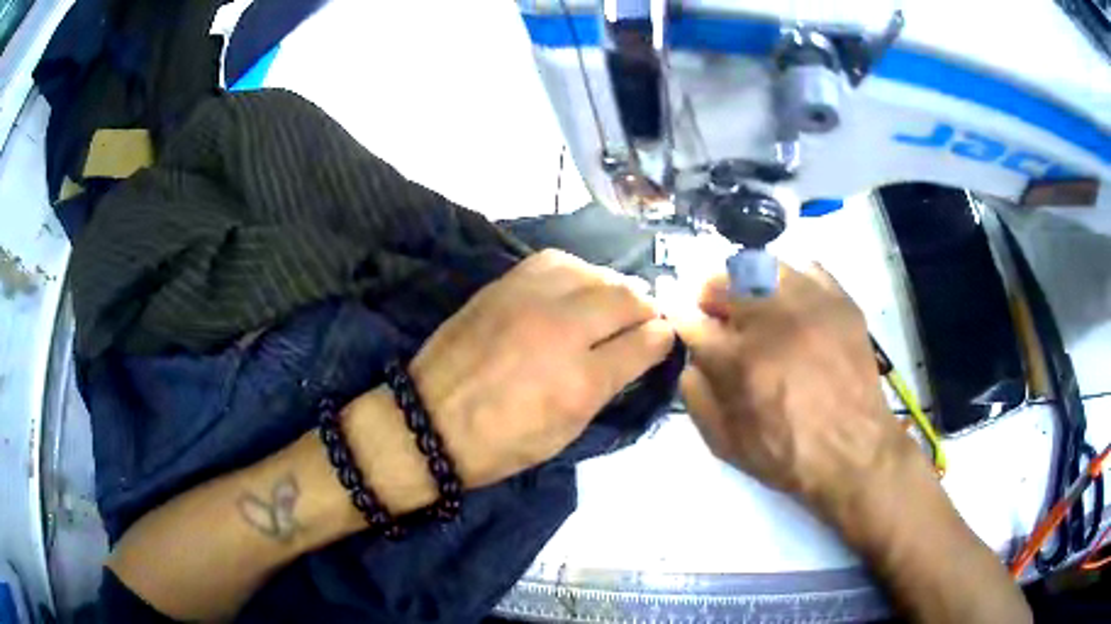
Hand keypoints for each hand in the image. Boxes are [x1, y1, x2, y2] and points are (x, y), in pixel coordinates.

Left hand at [410, 249, 674, 488]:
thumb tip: (639, 351)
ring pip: (593, 272)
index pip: (643, 344)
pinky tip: (576, 285)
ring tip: (612, 301)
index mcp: (580, 382)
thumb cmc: (501, 443)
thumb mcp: (566, 432)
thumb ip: (607, 386)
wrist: (429, 420)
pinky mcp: (503, 285)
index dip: (662, 338)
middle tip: (644, 318)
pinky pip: (555, 261)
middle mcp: (561, 331)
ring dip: (612, 285)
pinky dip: (576, 271)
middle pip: (624, 297)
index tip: (664, 336)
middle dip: (645, 307)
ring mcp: (529, 301)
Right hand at [673, 264, 918, 516]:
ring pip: (763, 265)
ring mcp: (810, 305)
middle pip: (723, 280)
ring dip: (747, 281)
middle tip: (716, 312)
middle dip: (710, 294)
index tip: (683, 321)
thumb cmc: (787, 455)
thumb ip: (696, 397)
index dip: (681, 319)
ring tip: (753, 303)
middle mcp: (771, 321)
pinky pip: (807, 268)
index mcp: (738, 360)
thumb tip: (692, 359)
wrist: (854, 452)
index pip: (691, 320)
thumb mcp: (725, 444)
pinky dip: (791, 280)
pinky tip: (792, 303)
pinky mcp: (840, 301)